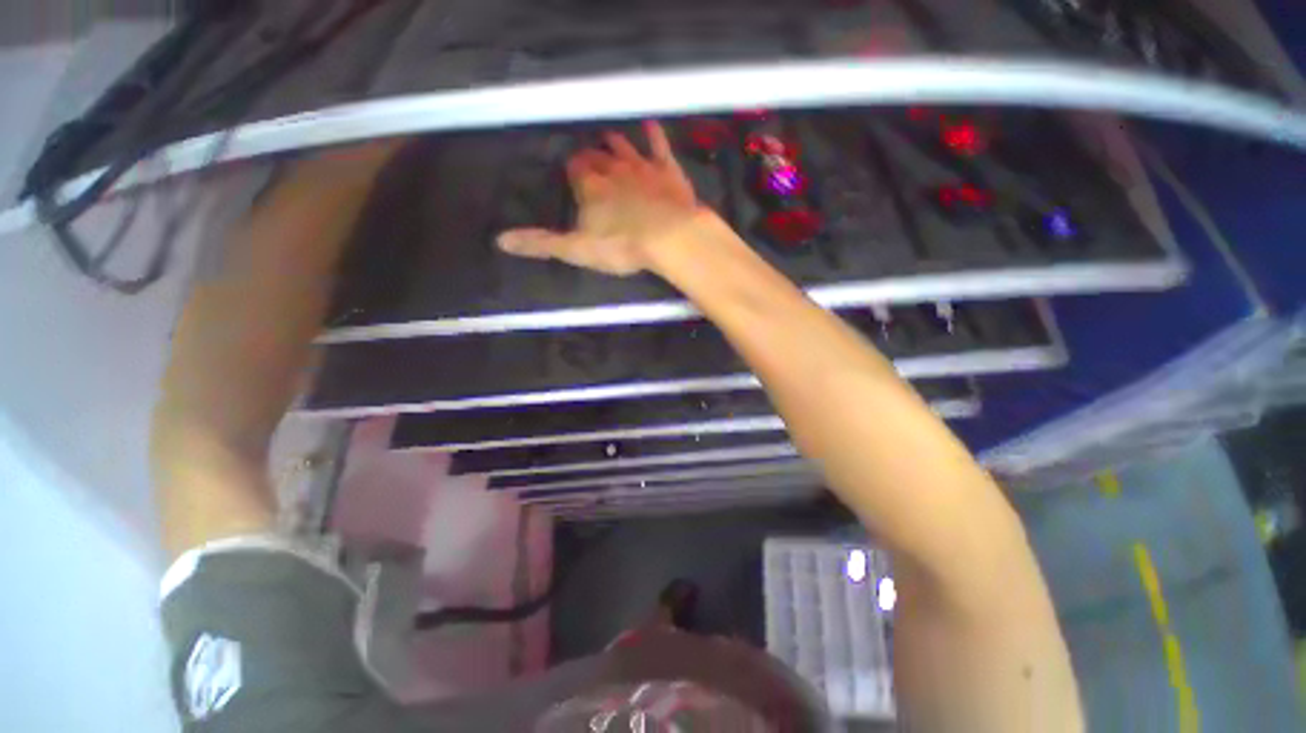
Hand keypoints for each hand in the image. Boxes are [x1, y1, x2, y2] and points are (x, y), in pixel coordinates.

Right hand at [496, 121, 705, 276]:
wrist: (671, 237)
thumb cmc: (622, 245)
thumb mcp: (577, 249)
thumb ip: (541, 243)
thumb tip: (501, 240)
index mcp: (590, 186)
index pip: (575, 169)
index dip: (572, 171)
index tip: (571, 174)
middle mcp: (613, 169)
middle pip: (597, 156)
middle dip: (591, 156)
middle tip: (589, 157)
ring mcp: (643, 167)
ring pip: (624, 147)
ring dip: (615, 142)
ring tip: (608, 137)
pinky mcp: (668, 171)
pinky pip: (659, 146)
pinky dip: (654, 135)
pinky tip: (650, 124)